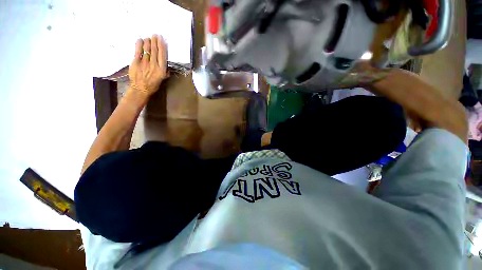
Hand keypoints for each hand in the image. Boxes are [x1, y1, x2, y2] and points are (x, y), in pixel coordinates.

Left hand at [128, 34, 167, 96]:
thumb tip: (165, 64)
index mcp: (161, 70)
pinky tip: (140, 40)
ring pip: (147, 49)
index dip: (161, 46)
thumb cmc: (153, 85)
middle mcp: (154, 65)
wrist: (140, 89)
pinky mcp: (136, 62)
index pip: (162, 55)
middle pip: (154, 50)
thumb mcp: (162, 79)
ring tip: (148, 38)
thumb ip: (164, 71)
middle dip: (155, 41)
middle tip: (154, 35)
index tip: (161, 39)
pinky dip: (139, 44)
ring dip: (147, 42)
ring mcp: (144, 63)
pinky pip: (138, 50)